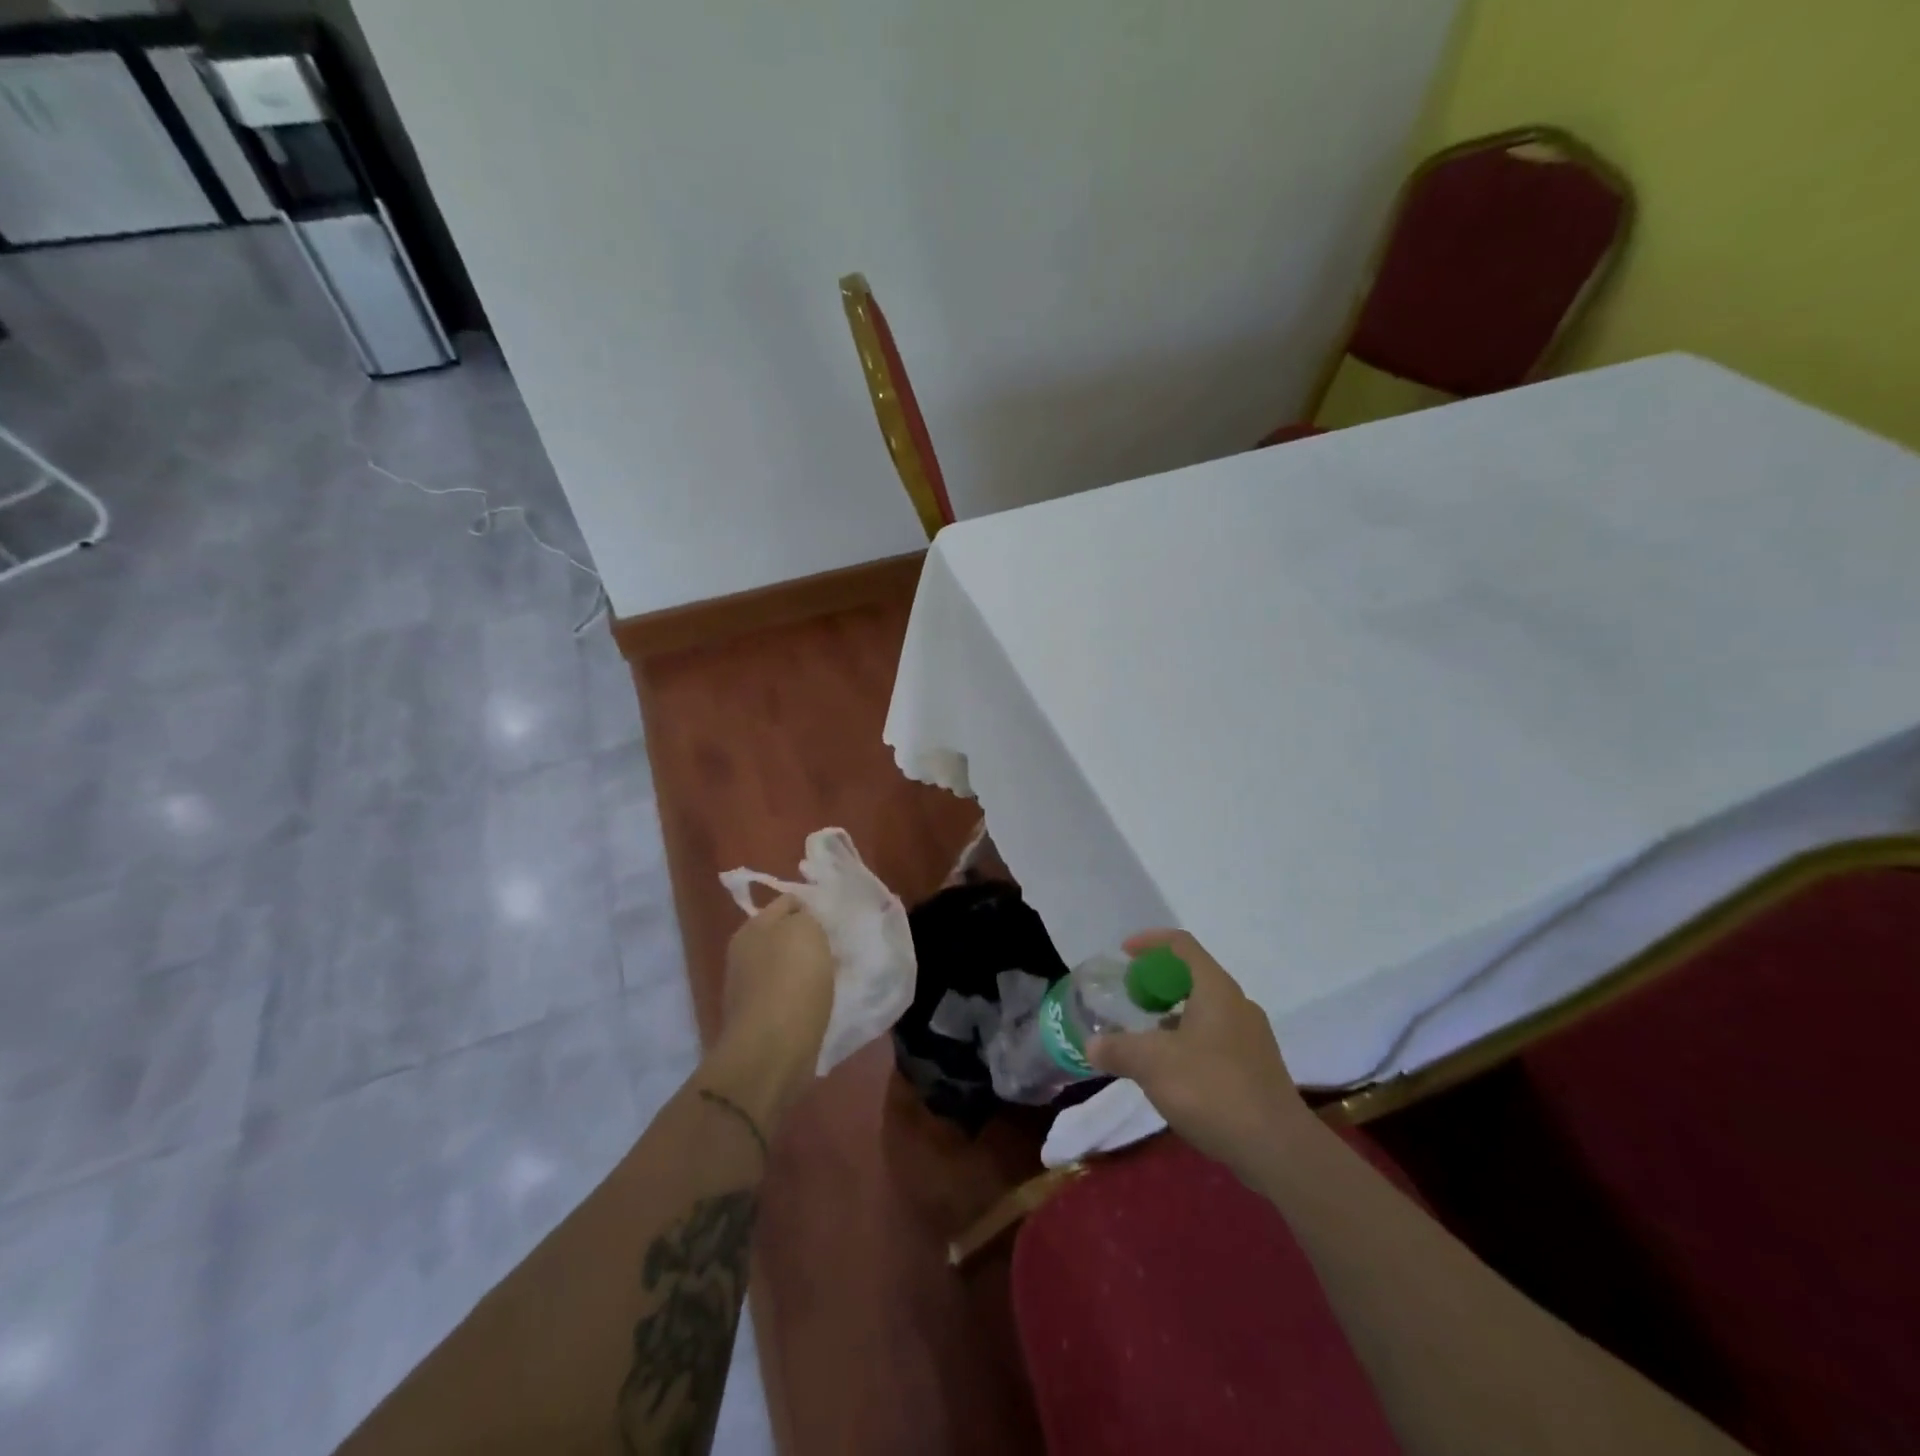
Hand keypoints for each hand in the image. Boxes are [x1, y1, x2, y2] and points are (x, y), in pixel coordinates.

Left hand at [706, 896, 834, 1123]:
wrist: (772, 1051)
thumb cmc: (792, 981)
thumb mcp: (807, 930)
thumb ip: (807, 915)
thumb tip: (806, 921)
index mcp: (752, 927)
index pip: (789, 902)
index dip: (815, 906)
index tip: (840, 919)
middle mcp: (744, 954)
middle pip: (786, 935)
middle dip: (812, 939)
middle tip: (842, 946)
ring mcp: (749, 989)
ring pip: (788, 967)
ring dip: (810, 970)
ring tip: (838, 975)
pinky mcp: (759, 1019)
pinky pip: (788, 996)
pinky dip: (805, 997)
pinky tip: (824, 1002)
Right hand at [1087, 930, 1313, 1172]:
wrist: (1278, 1149)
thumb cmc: (1212, 1089)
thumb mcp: (1152, 1064)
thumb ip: (1118, 1049)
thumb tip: (1092, 1045)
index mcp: (1216, 989)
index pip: (1182, 944)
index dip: (1150, 942)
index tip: (1123, 953)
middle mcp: (1238, 1004)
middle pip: (1193, 976)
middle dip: (1158, 983)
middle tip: (1130, 999)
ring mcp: (1252, 1038)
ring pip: (1205, 1011)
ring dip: (1173, 1016)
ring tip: (1145, 1039)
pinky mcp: (1257, 1068)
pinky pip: (1216, 1039)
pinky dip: (1189, 1042)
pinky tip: (1173, 1073)